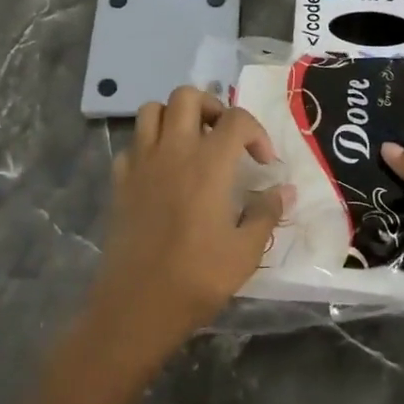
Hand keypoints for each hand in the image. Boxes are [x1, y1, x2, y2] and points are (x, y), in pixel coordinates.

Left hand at [81, 86, 290, 377]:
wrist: (137, 306)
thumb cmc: (197, 278)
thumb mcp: (246, 251)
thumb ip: (266, 213)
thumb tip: (284, 190)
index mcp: (208, 164)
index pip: (236, 119)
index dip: (257, 132)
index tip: (264, 163)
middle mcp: (172, 151)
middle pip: (187, 96)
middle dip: (211, 107)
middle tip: (224, 137)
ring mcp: (141, 164)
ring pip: (152, 110)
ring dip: (175, 117)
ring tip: (191, 144)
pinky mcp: (119, 182)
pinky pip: (132, 145)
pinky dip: (148, 147)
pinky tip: (161, 172)